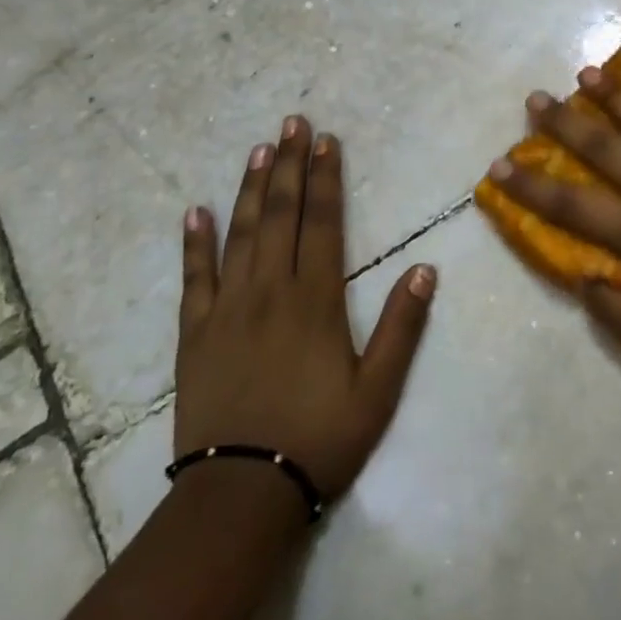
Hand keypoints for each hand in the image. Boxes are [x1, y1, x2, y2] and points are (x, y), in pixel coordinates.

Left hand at [175, 117, 434, 500]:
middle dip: (289, 165)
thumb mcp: (378, 390)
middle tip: (291, 123)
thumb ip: (401, 326)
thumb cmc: (318, 440)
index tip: (325, 140)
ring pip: (240, 234)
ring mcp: (228, 309)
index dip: (326, 178)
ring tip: (258, 150)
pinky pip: (194, 278)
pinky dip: (195, 242)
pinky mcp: (195, 334)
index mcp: (315, 299)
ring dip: (251, 188)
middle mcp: (270, 290)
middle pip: (281, 214)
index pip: (323, 222)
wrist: (240, 497)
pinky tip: (194, 211)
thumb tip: (426, 268)